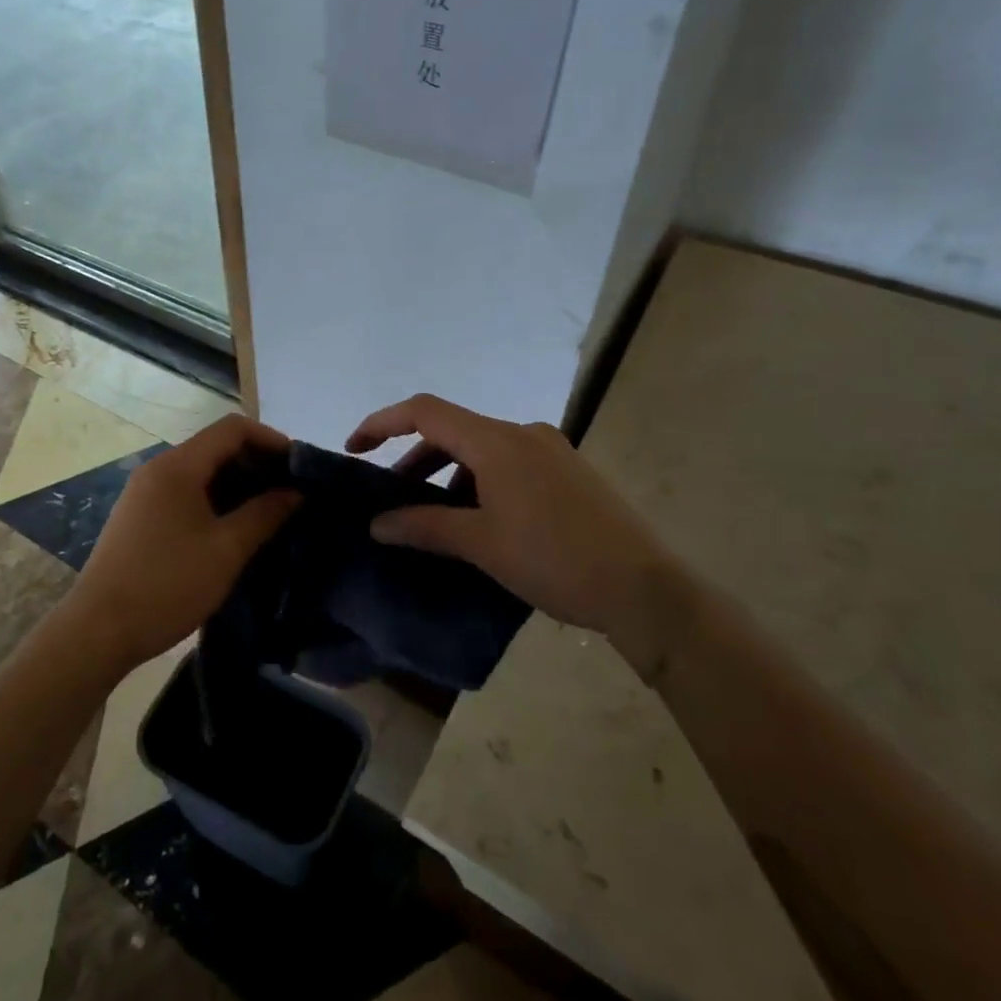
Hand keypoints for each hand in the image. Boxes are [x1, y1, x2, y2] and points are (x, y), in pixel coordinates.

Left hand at [71, 415, 301, 672]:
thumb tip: (296, 492)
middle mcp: (159, 469)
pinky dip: (215, 499)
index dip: (271, 440)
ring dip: (237, 484)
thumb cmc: (168, 585)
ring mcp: (145, 492)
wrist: (97, 631)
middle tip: (290, 493)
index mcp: (178, 466)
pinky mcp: (140, 515)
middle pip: (216, 447)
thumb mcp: (226, 550)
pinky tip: (234, 528)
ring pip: (201, 471)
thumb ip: (265, 514)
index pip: (233, 429)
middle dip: (257, 463)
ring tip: (269, 512)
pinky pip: (185, 492)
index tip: (299, 467)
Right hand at [347, 394, 688, 671]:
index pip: (425, 411)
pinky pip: (509, 464)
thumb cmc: (554, 560)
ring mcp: (551, 450)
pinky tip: (483, 522)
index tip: (355, 449)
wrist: (645, 589)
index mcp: (497, 441)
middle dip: (415, 460)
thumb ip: (423, 526)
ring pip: (482, 450)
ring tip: (438, 520)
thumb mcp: (480, 544)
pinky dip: (481, 482)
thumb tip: (377, 524)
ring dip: (450, 475)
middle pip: (453, 431)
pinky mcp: (569, 472)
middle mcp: (523, 433)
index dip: (382, 423)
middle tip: (394, 500)